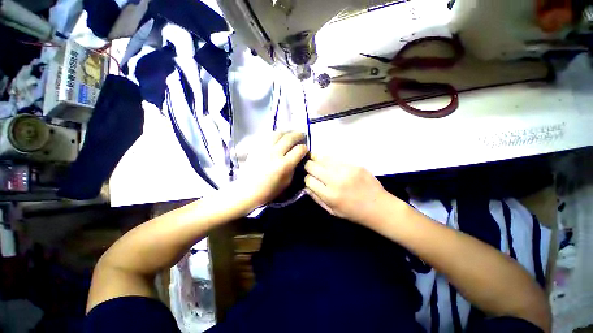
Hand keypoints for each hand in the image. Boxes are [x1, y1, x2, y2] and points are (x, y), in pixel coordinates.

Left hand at [236, 131, 307, 208]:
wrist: (248, 190)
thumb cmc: (269, 190)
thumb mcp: (287, 182)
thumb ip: (293, 168)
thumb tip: (297, 158)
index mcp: (284, 165)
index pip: (299, 150)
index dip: (304, 148)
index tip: (304, 150)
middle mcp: (275, 154)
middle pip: (289, 138)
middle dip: (298, 135)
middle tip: (301, 136)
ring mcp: (264, 149)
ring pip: (278, 133)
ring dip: (286, 132)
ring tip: (289, 134)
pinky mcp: (256, 148)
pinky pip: (267, 136)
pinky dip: (275, 134)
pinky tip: (277, 137)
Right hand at [304, 155, 388, 224]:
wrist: (379, 207)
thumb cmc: (353, 212)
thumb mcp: (332, 211)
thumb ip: (316, 198)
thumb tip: (306, 186)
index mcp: (330, 195)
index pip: (309, 180)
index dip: (307, 179)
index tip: (309, 180)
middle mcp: (336, 180)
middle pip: (312, 166)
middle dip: (309, 167)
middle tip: (310, 168)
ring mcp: (346, 170)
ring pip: (323, 158)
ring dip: (317, 160)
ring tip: (317, 161)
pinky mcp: (354, 165)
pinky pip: (336, 158)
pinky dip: (330, 160)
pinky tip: (331, 164)